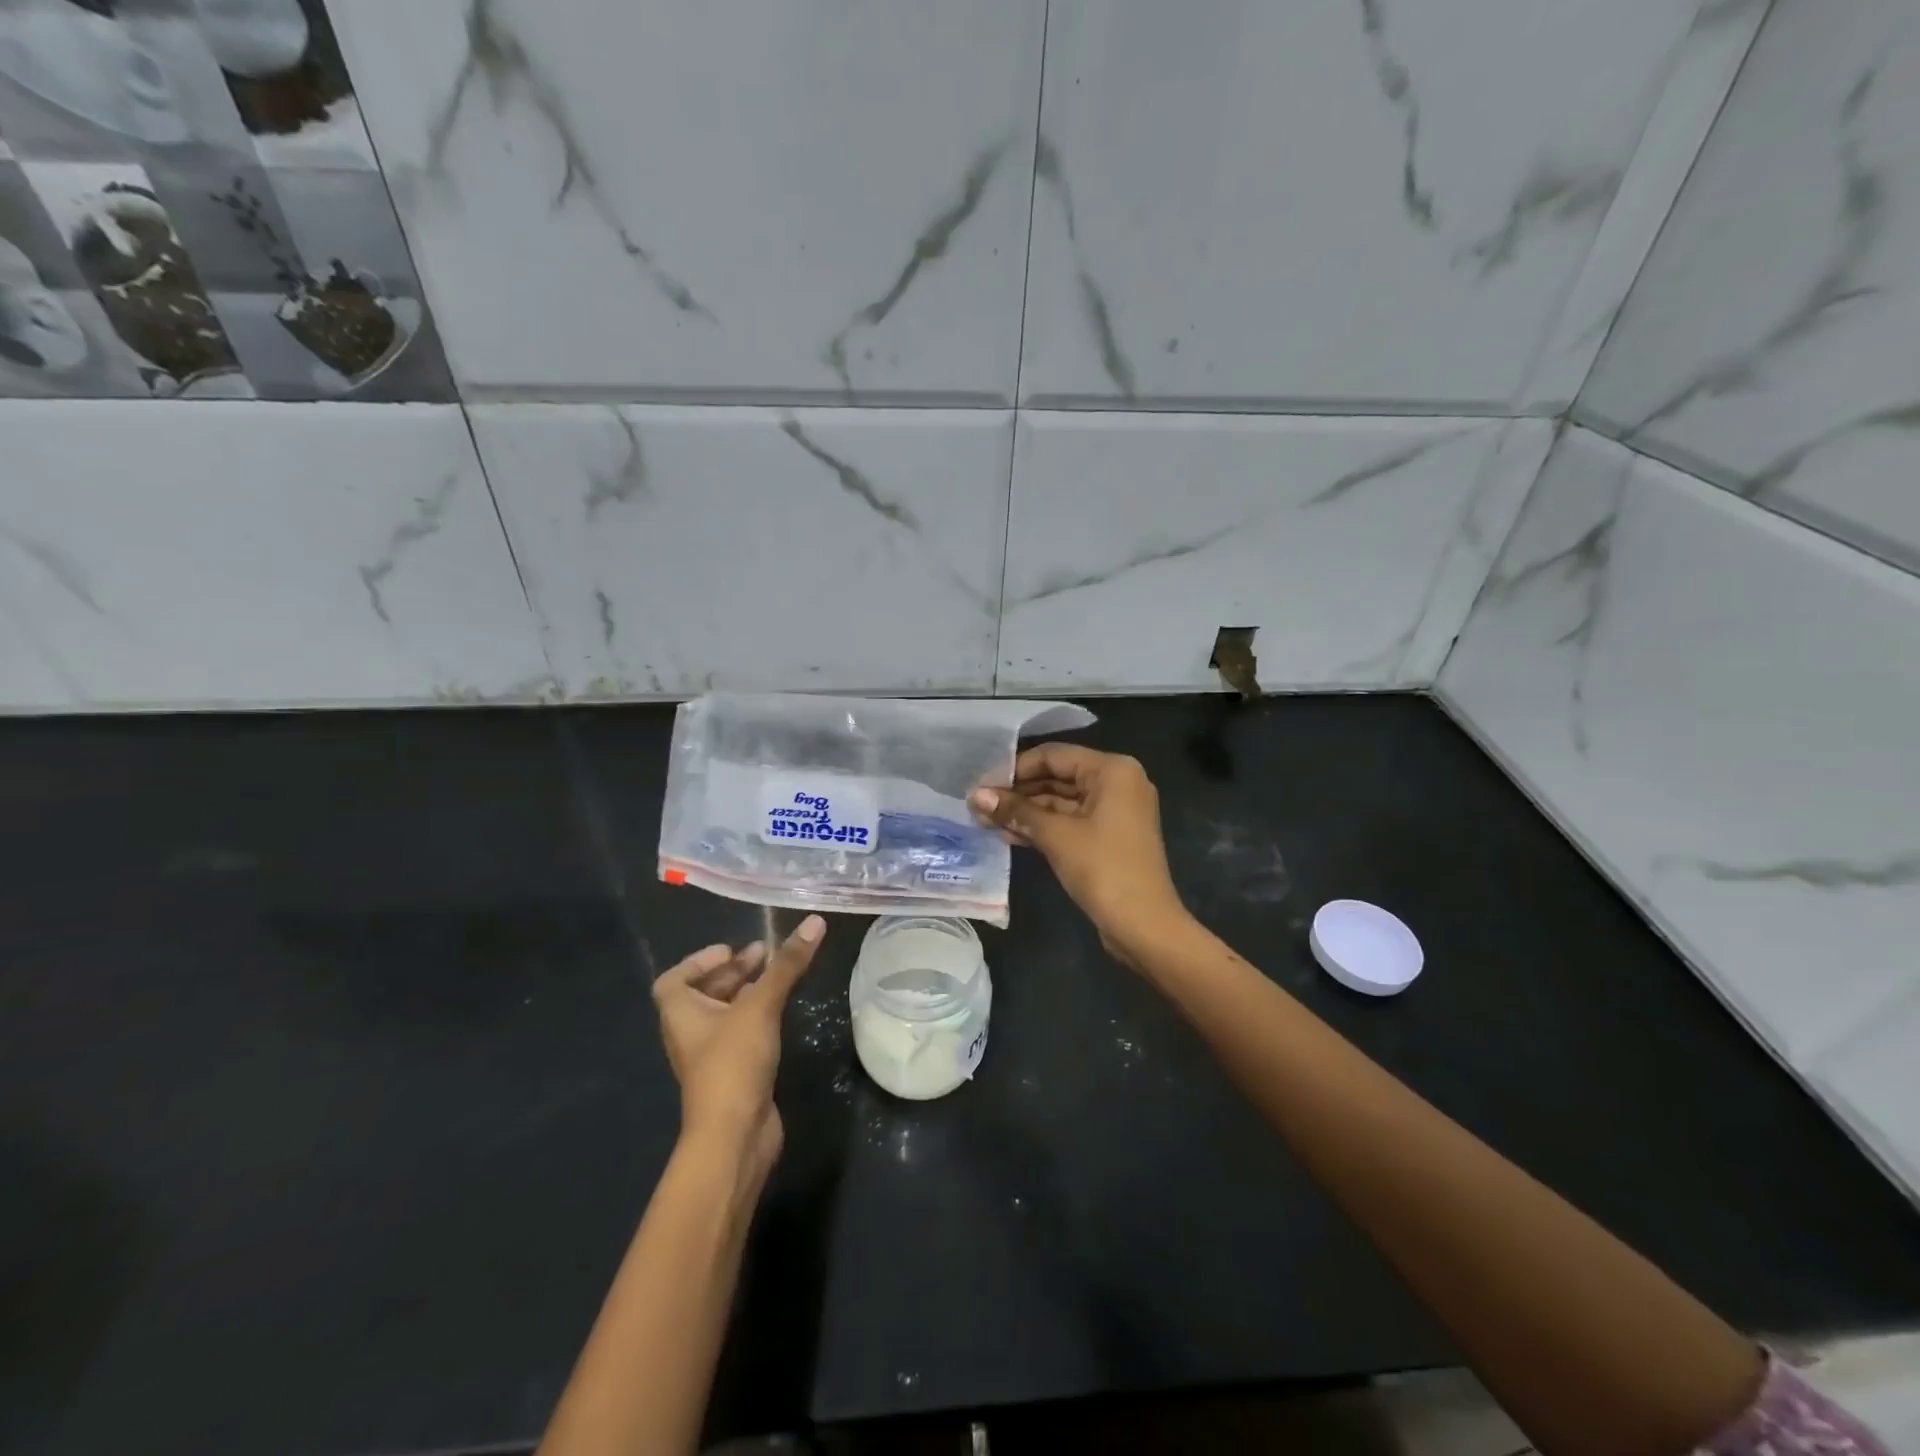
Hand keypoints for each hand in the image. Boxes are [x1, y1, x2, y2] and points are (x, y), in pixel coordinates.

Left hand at [652, 915, 825, 1182]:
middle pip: (705, 993)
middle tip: (766, 954)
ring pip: (726, 1014)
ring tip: (779, 976)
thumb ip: (786, 965)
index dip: (699, 961)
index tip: (731, 950)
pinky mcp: (734, 1073)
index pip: (675, 979)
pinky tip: (782, 1012)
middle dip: (734, 972)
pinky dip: (757, 1017)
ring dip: (748, 993)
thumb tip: (814, 921)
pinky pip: (741, 1034)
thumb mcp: (760, 1006)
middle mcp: (690, 1032)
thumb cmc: (733, 1063)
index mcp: (680, 1013)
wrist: (735, 1136)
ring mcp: (711, 1056)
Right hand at [970, 745, 1189, 963]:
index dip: (1015, 768)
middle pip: (1057, 777)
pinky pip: (1069, 821)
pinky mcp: (1107, 837)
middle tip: (978, 805)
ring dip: (1025, 812)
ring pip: (1061, 801)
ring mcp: (1113, 811)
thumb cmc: (1103, 869)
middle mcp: (1116, 783)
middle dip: (1018, 792)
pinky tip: (1008, 835)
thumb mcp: (1056, 836)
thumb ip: (1016, 811)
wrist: (1144, 926)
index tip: (982, 784)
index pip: (1053, 756)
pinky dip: (1042, 827)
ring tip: (985, 821)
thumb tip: (976, 796)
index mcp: (1112, 770)